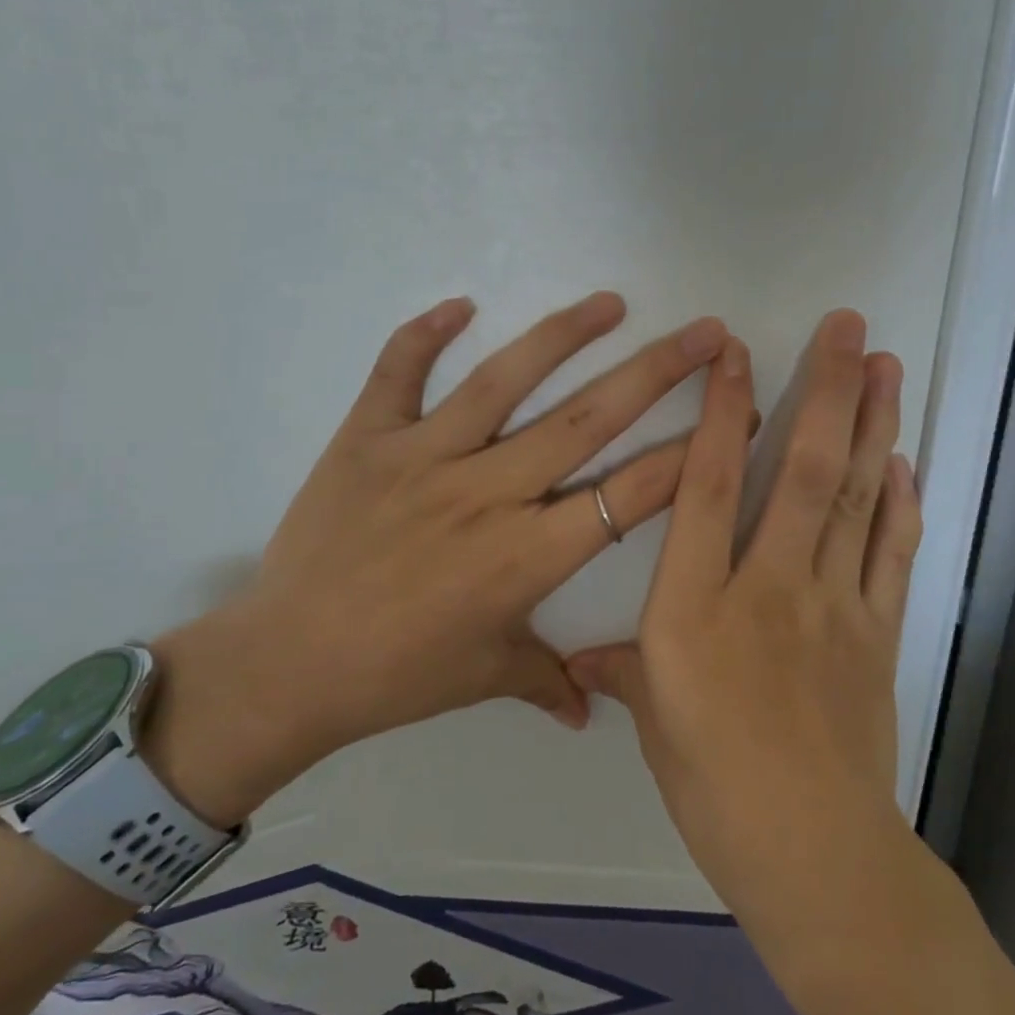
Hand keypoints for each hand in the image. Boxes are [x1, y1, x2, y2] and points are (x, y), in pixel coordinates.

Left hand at [146, 292, 727, 826]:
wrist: (285, 666)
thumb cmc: (397, 676)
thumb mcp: (486, 676)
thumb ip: (549, 681)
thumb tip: (595, 712)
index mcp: (526, 558)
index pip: (629, 495)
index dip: (688, 455)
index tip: (729, 416)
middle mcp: (485, 495)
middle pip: (587, 422)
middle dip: (656, 373)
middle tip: (704, 332)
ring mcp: (422, 460)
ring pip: (504, 382)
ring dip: (563, 336)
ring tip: (611, 302)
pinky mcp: (365, 441)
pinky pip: (398, 373)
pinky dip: (424, 334)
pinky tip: (460, 302)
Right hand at [567, 310, 921, 905]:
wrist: (814, 855)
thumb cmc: (714, 786)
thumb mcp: (653, 721)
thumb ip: (622, 671)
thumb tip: (579, 660)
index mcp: (696, 606)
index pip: (710, 487)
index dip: (722, 411)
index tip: (736, 350)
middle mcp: (769, 587)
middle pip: (805, 472)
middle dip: (828, 390)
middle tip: (850, 326)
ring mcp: (835, 605)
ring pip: (860, 498)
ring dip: (875, 426)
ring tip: (889, 366)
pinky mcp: (878, 632)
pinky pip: (892, 552)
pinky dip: (903, 502)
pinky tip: (908, 461)